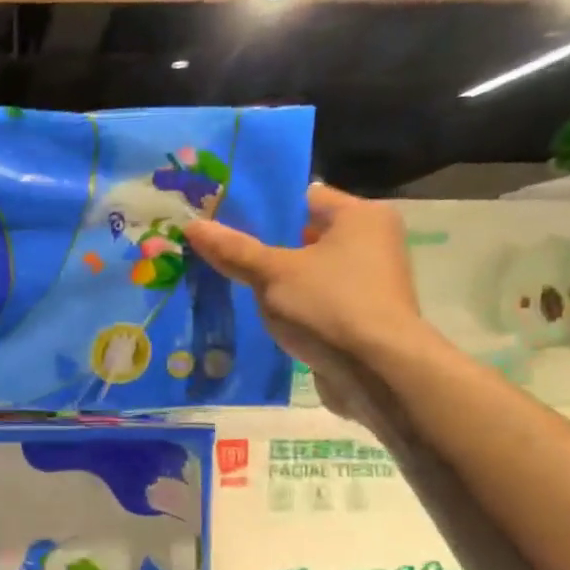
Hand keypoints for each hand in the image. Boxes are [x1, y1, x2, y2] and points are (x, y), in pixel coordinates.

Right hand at [183, 183, 424, 418]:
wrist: (377, 371)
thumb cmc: (328, 305)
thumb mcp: (272, 273)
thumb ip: (233, 250)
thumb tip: (192, 225)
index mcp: (360, 216)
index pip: (303, 198)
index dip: (262, 208)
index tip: (223, 220)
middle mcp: (372, 242)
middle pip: (305, 235)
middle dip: (263, 247)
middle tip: (218, 252)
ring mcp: (369, 282)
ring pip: (308, 272)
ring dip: (275, 280)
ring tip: (230, 284)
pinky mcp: (361, 316)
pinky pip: (316, 300)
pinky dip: (292, 306)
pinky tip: (258, 315)